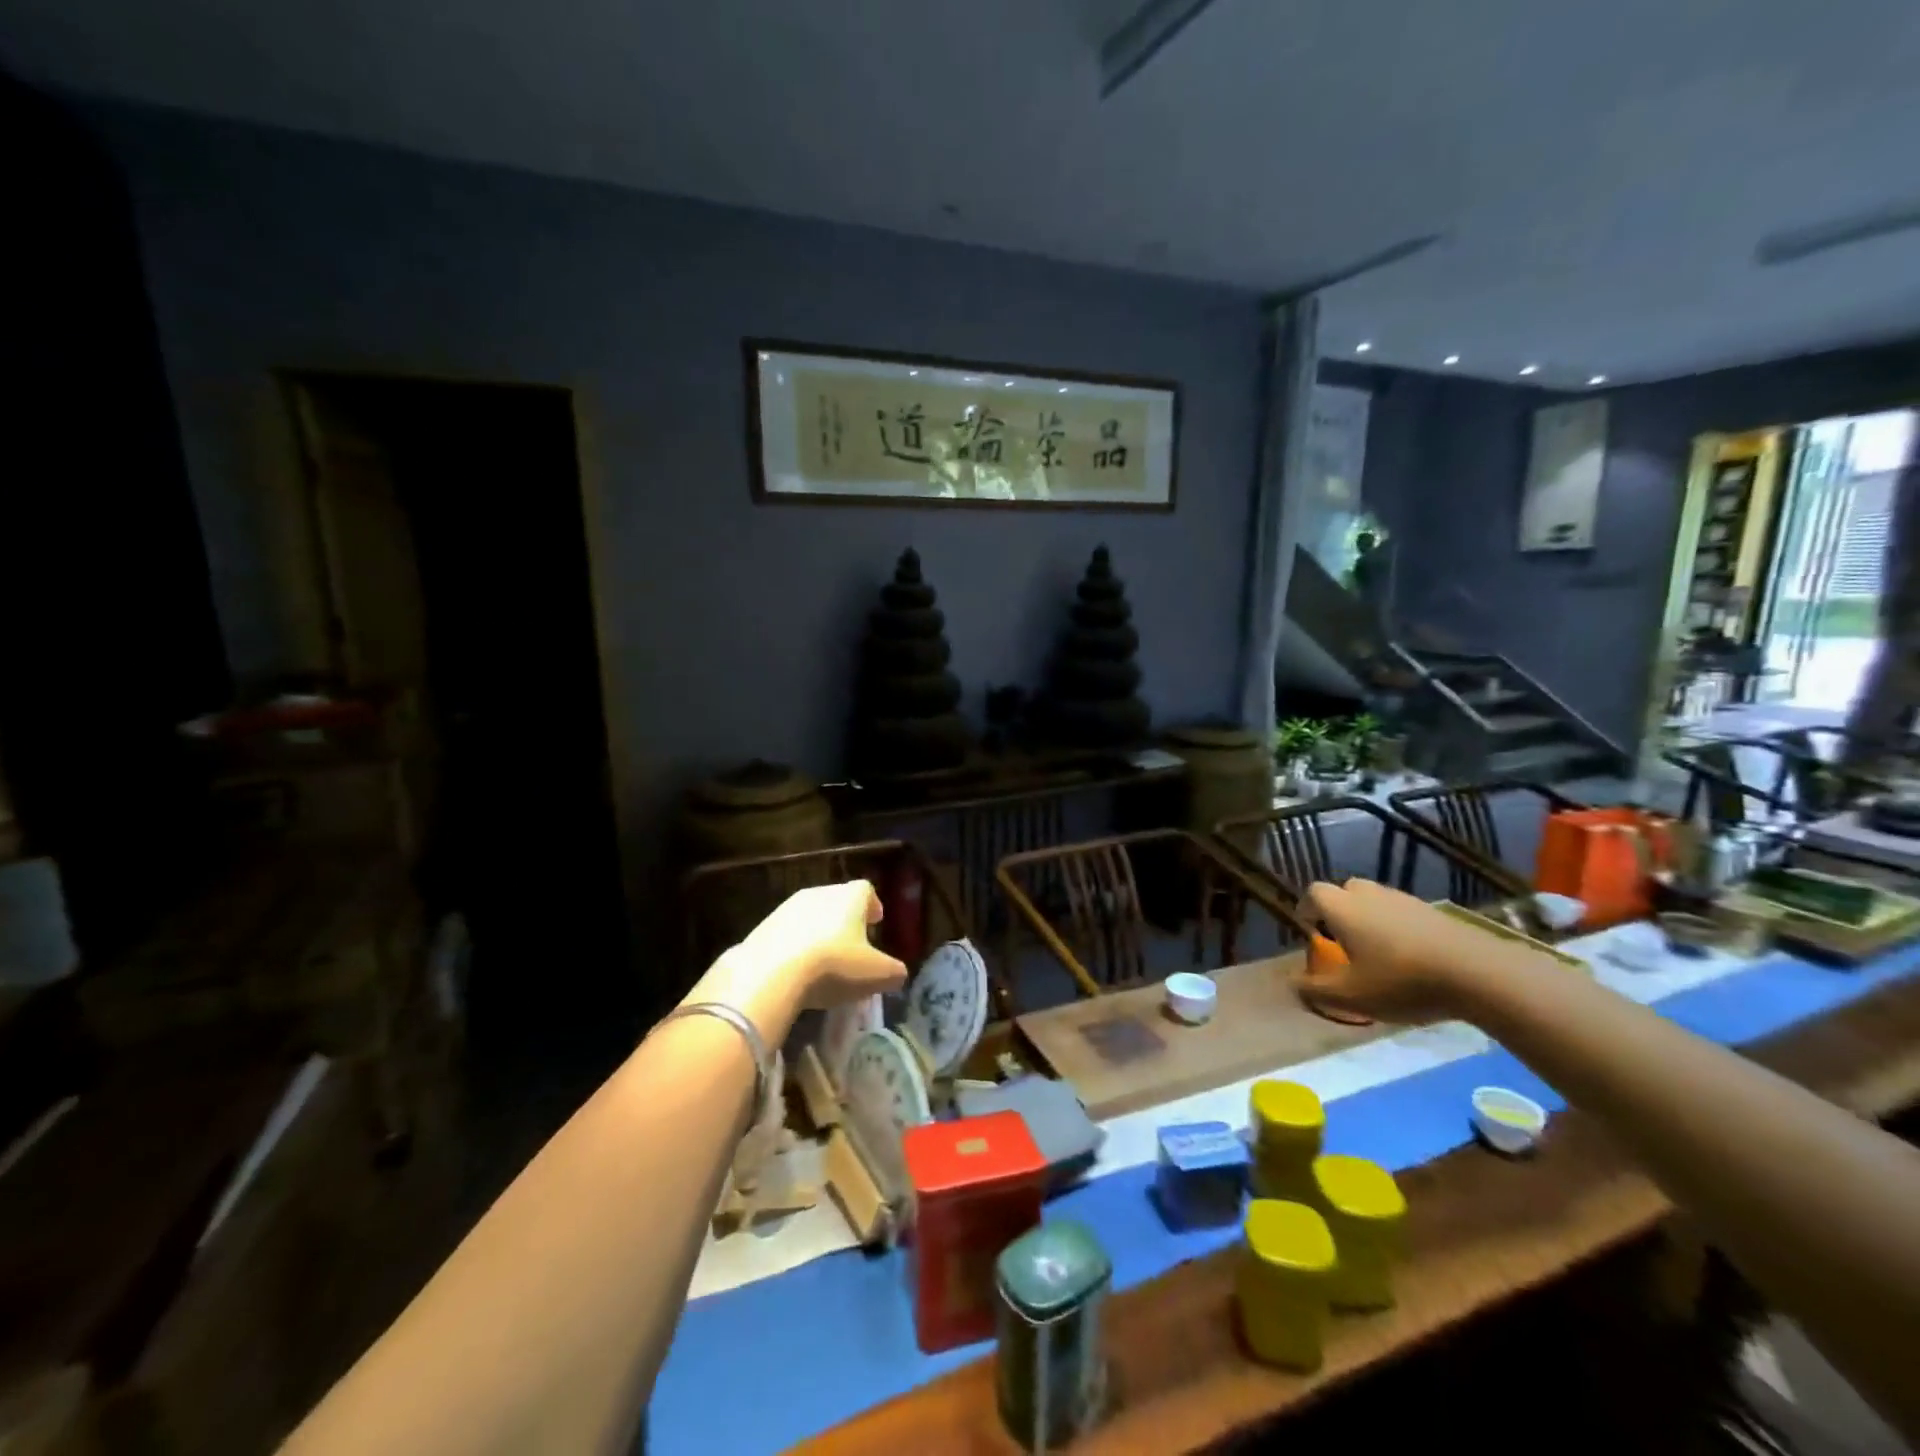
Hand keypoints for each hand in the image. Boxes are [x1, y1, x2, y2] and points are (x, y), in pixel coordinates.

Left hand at [694, 881, 907, 1042]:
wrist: (770, 974)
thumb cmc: (834, 965)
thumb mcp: (877, 975)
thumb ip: (894, 971)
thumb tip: (898, 973)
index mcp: (849, 897)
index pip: (866, 890)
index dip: (873, 905)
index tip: (876, 922)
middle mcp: (818, 893)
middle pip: (837, 900)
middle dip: (846, 920)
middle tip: (852, 945)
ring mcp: (786, 908)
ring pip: (810, 916)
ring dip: (818, 933)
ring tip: (823, 962)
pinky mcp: (762, 928)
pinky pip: (786, 934)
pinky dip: (795, 947)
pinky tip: (796, 971)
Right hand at [1295, 879, 1498, 1023]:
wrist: (1478, 973)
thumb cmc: (1401, 981)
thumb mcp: (1351, 996)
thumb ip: (1315, 990)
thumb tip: (1292, 984)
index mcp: (1343, 908)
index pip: (1313, 894)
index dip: (1306, 910)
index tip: (1309, 933)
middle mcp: (1370, 895)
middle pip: (1345, 891)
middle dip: (1339, 911)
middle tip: (1342, 940)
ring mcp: (1405, 900)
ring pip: (1376, 901)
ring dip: (1370, 918)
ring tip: (1377, 951)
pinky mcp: (1435, 912)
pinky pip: (1404, 913)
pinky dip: (1398, 927)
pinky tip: (1410, 957)